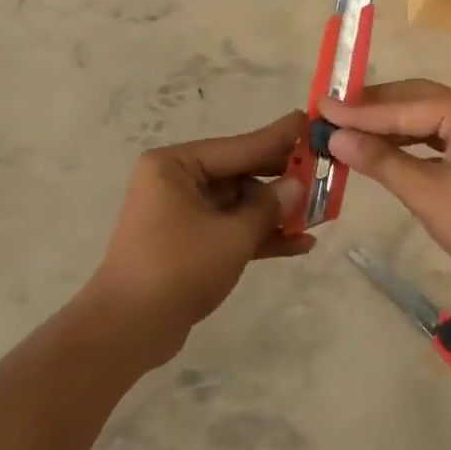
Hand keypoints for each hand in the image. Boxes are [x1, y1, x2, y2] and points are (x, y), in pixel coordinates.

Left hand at [85, 111, 312, 358]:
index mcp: (175, 165)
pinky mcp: (188, 242)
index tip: (308, 121)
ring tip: (320, 215)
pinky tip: (299, 244)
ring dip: (274, 213)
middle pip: (239, 173)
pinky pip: (229, 229)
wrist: (128, 329)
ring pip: (238, 204)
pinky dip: (258, 235)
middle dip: (280, 181)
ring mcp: (181, 212)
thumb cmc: (177, 269)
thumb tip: (296, 184)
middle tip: (322, 172)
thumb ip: (268, 207)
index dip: (277, 138)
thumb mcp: (231, 236)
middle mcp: (176, 181)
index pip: (238, 147)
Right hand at [320, 80, 450, 288]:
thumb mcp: (427, 193)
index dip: (357, 111)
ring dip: (391, 126)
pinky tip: (387, 148)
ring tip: (350, 130)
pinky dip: (412, 141)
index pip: (401, 108)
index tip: (319, 107)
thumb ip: (380, 161)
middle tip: (330, 114)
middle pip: (415, 101)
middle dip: (372, 110)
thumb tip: (336, 138)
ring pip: (428, 118)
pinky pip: (441, 134)